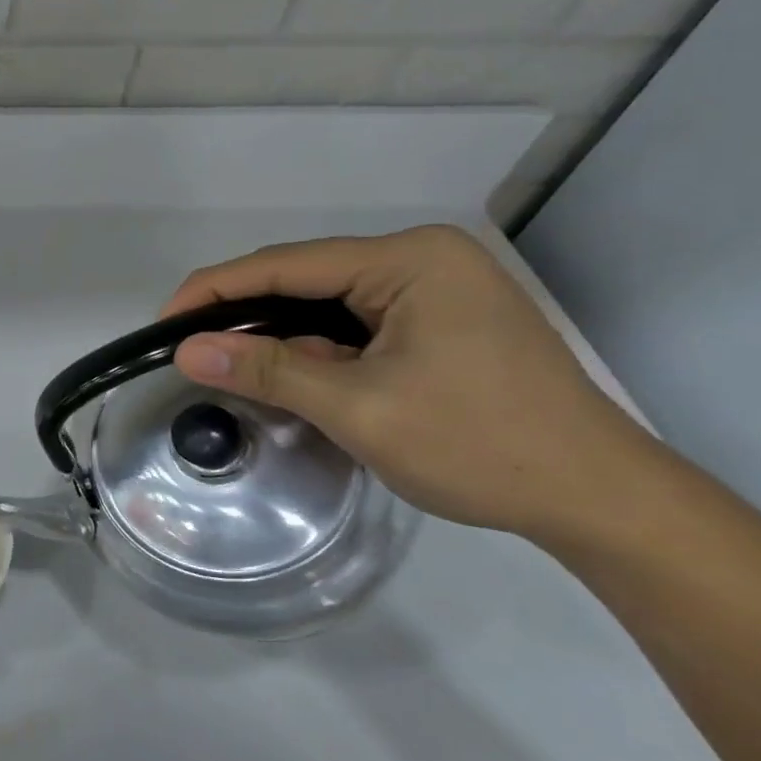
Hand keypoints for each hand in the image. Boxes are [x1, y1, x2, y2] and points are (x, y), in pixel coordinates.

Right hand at [163, 225, 649, 542]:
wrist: (598, 500)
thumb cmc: (480, 445)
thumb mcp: (359, 408)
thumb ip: (268, 371)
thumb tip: (184, 351)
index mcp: (410, 260)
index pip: (285, 265)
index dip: (214, 291)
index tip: (162, 325)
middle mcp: (421, 259)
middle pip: (302, 278)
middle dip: (241, 314)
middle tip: (186, 348)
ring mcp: (434, 289)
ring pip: (323, 302)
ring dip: (275, 334)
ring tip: (223, 363)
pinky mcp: (438, 320)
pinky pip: (352, 323)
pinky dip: (312, 348)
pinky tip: (285, 373)